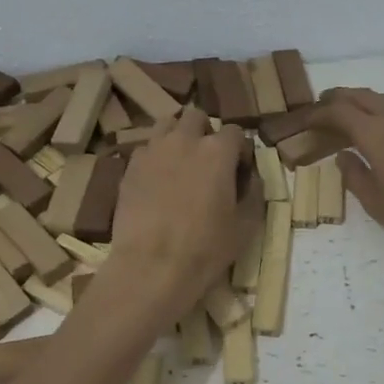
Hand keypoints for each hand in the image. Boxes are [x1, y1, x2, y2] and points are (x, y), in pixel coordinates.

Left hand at [104, 107, 257, 321]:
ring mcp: (152, 151)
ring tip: (180, 163)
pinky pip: (146, 149)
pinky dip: (155, 157)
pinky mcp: (129, 167)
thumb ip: (254, 193)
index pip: (234, 132)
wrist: (152, 266)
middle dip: (205, 132)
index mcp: (217, 151)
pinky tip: (158, 181)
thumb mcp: (246, 225)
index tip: (240, 171)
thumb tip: (251, 178)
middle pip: (196, 117)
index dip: (239, 150)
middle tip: (208, 161)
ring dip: (177, 136)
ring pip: (166, 125)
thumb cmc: (206, 248)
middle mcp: (184, 140)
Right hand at [317, 88, 383, 258]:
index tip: (305, 119)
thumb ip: (356, 176)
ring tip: (352, 114)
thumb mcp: (378, 204)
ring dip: (364, 101)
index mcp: (377, 134)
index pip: (339, 112)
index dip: (318, 113)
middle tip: (322, 107)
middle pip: (362, 96)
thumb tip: (344, 157)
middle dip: (338, 98)